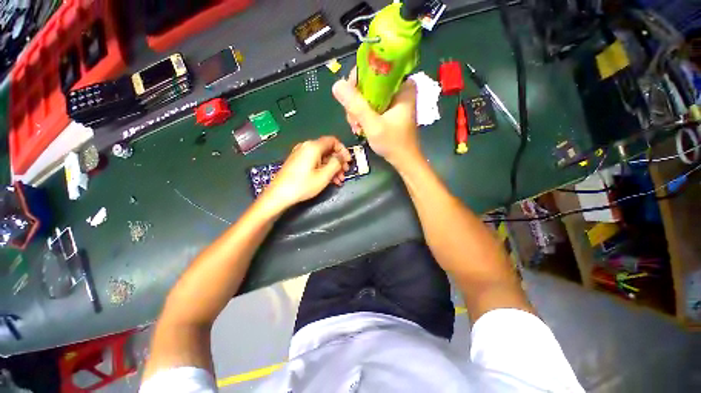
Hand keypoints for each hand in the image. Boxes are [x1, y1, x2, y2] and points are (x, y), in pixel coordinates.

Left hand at [262, 136, 351, 210]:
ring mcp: (300, 154)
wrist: (279, 195)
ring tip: (338, 180)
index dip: (343, 150)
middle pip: (327, 150)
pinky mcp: (297, 162)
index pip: (333, 141)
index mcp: (313, 147)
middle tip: (344, 173)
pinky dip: (323, 169)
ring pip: (322, 157)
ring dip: (332, 167)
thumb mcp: (324, 175)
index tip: (348, 161)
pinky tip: (329, 180)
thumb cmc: (303, 185)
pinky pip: (314, 162)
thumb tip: (342, 156)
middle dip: (338, 161)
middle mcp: (306, 147)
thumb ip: (336, 163)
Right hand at [332, 68, 420, 166]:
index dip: (357, 81)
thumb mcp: (373, 125)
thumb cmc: (393, 143)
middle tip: (354, 121)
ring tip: (357, 127)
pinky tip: (360, 128)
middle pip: (368, 83)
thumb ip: (356, 105)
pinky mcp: (388, 109)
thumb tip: (336, 85)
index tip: (349, 100)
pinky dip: (362, 116)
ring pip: (366, 96)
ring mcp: (393, 99)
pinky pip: (370, 105)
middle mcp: (398, 88)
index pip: (374, 68)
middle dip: (356, 103)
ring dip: (357, 112)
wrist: (404, 160)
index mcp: (402, 85)